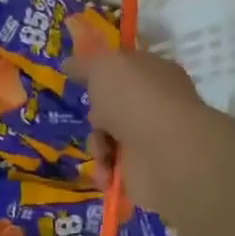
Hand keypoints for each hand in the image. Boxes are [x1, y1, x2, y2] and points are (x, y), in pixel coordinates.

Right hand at [75, 49, 234, 235]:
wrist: (165, 152)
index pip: (126, 67)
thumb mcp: (102, 66)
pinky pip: (114, 167)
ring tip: (102, 150)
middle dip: (96, 113)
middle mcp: (156, 103)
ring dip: (98, 144)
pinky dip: (105, 169)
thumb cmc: (134, 98)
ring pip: (108, 137)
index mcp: (153, 71)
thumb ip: (84, 64)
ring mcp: (153, 137)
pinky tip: (106, 171)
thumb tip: (69, 64)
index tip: (80, 78)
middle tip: (95, 117)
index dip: (103, 72)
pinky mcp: (147, 170)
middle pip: (113, 106)